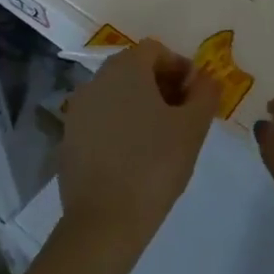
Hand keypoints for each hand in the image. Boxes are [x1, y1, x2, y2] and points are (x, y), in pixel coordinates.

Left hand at [59, 40, 219, 264]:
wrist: (104, 223)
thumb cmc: (154, 165)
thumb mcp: (193, 127)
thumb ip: (205, 93)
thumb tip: (205, 78)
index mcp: (126, 68)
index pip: (156, 50)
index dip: (180, 67)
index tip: (196, 95)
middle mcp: (97, 80)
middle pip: (134, 68)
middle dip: (161, 84)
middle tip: (182, 114)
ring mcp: (78, 109)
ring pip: (116, 93)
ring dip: (140, 104)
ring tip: (160, 137)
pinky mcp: (68, 138)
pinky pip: (101, 118)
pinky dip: (119, 125)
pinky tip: (134, 155)